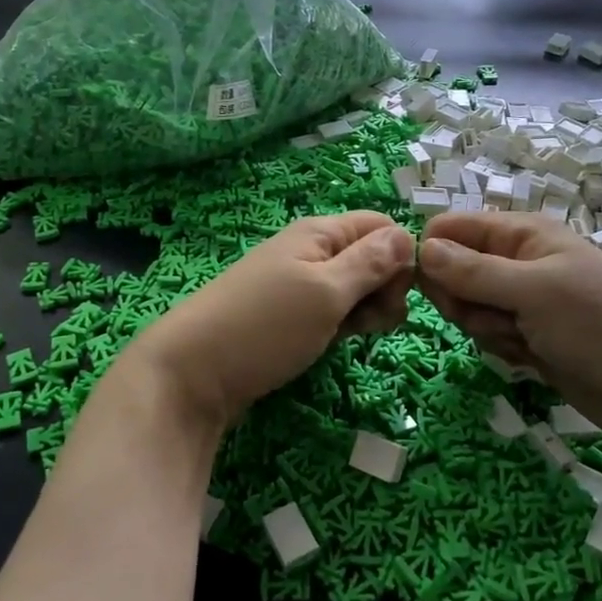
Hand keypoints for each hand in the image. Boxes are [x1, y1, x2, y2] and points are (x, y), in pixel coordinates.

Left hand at [124, 213, 414, 428]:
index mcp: (320, 232)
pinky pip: (332, 310)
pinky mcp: (290, 315)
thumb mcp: (326, 291)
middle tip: (377, 323)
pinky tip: (337, 344)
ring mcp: (298, 284)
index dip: (400, 256)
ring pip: (354, 287)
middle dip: (386, 288)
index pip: (381, 226)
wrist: (192, 374)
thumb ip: (370, 263)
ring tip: (353, 336)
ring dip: (367, 310)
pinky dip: (343, 324)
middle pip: (371, 257)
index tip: (399, 295)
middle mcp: (311, 250)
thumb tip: (409, 235)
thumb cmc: (265, 327)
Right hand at [416, 212, 601, 438]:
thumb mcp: (532, 291)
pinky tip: (532, 357)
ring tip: (523, 339)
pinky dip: (503, 348)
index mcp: (522, 234)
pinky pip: (489, 334)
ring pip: (468, 307)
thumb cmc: (598, 324)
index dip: (434, 254)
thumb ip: (473, 271)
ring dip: (486, 327)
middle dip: (463, 299)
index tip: (432, 287)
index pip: (452, 228)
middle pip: (453, 271)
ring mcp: (523, 301)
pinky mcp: (527, 335)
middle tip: (493, 316)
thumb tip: (421, 248)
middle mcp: (518, 261)